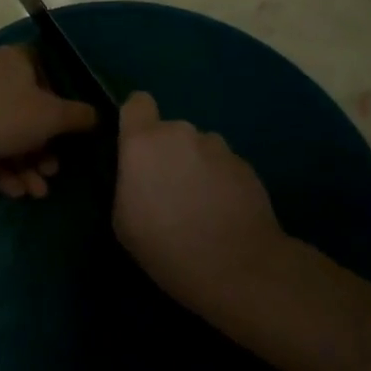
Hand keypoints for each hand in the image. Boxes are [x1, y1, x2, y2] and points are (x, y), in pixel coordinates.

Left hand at [0, 46, 97, 195]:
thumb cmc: (4, 115)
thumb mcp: (52, 117)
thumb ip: (79, 116)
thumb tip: (96, 114)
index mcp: (14, 59)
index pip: (42, 67)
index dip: (58, 96)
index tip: (66, 125)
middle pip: (24, 108)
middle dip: (42, 145)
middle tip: (52, 172)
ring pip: (4, 130)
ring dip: (24, 162)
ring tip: (36, 192)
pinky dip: (0, 165)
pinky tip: (13, 191)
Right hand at [115, 91, 284, 309]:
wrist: (238, 269)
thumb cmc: (166, 247)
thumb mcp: (123, 220)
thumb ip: (127, 182)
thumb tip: (139, 175)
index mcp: (143, 142)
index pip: (137, 102)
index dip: (136, 120)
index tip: (136, 147)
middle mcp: (180, 133)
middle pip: (170, 132)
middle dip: (168, 153)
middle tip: (170, 192)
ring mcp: (218, 147)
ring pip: (199, 148)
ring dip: (197, 167)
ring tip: (202, 207)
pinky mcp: (246, 165)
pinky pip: (224, 166)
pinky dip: (222, 182)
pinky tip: (225, 214)